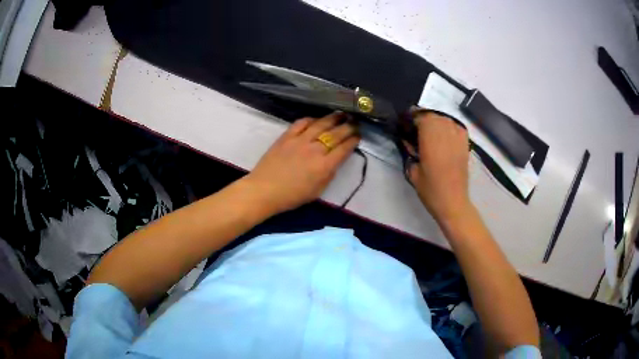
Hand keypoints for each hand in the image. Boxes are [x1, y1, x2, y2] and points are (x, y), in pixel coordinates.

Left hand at [245, 112, 359, 213]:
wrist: (264, 190)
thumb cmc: (292, 196)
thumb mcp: (317, 191)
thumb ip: (329, 174)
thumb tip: (335, 160)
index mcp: (324, 166)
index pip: (344, 149)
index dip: (353, 141)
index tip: (358, 136)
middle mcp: (315, 150)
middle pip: (336, 134)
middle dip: (348, 127)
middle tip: (355, 123)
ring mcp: (300, 140)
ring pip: (321, 124)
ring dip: (333, 118)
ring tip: (341, 114)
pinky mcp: (286, 136)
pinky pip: (301, 123)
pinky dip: (311, 119)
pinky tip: (316, 119)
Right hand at [407, 112, 471, 224]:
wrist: (453, 202)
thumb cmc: (431, 189)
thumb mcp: (413, 172)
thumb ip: (410, 152)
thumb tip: (407, 139)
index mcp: (430, 139)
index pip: (420, 117)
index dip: (412, 117)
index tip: (405, 123)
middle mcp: (445, 133)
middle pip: (433, 115)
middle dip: (423, 119)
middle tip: (416, 129)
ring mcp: (457, 138)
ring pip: (445, 119)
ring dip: (436, 121)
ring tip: (430, 131)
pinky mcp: (465, 144)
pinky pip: (457, 127)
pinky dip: (450, 126)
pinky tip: (445, 134)